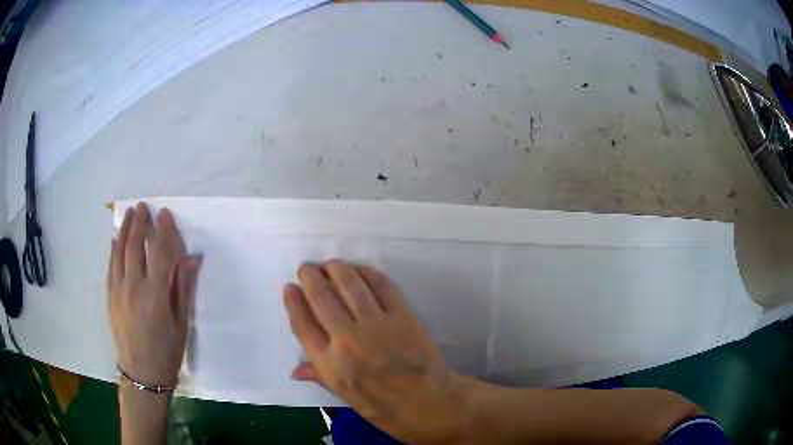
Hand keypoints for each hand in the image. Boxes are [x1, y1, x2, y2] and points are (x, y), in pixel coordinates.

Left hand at [107, 202, 201, 386]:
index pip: (158, 252)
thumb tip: (193, 259)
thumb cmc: (167, 351)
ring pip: (120, 253)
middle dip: (139, 223)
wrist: (142, 374)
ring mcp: (118, 291)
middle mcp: (134, 288)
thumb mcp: (182, 323)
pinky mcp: (110, 297)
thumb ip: (184, 287)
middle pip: (135, 246)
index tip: (164, 214)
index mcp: (155, 295)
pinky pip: (110, 267)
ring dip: (124, 230)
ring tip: (129, 214)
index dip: (162, 230)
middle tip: (143, 206)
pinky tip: (116, 240)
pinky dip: (113, 251)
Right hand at [284, 260, 472, 442]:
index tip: (290, 288)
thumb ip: (321, 377)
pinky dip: (368, 273)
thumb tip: (295, 370)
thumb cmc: (387, 410)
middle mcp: (348, 340)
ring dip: (336, 268)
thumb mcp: (348, 400)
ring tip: (330, 264)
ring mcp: (377, 325)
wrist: (432, 404)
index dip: (293, 302)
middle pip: (321, 298)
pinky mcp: (402, 316)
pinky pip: (382, 285)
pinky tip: (361, 270)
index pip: (303, 325)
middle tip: (307, 269)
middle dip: (310, 277)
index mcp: (331, 365)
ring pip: (349, 284)